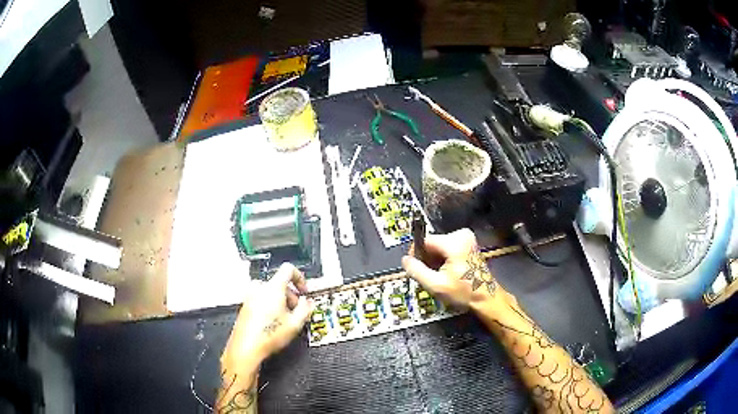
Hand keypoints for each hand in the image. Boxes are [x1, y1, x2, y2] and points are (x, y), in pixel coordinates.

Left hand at [220, 263, 312, 374]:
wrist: (246, 347)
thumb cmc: (268, 335)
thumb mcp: (295, 324)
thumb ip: (305, 309)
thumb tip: (308, 302)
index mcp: (272, 288)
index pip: (288, 269)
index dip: (300, 278)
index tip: (303, 290)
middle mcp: (259, 288)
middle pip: (279, 283)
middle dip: (291, 295)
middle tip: (296, 310)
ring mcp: (250, 297)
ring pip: (270, 291)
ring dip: (280, 301)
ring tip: (285, 318)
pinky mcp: (245, 306)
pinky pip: (261, 299)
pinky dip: (270, 305)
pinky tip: (273, 322)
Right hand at [402, 228, 506, 308]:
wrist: (486, 298)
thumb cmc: (463, 292)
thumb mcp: (436, 284)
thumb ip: (417, 270)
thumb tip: (405, 260)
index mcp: (454, 242)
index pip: (425, 241)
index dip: (416, 254)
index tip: (415, 269)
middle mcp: (461, 234)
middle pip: (432, 244)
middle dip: (427, 259)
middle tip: (429, 276)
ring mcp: (467, 239)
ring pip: (439, 247)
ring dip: (435, 261)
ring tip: (439, 277)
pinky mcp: (469, 245)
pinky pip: (448, 249)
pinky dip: (444, 260)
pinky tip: (447, 273)